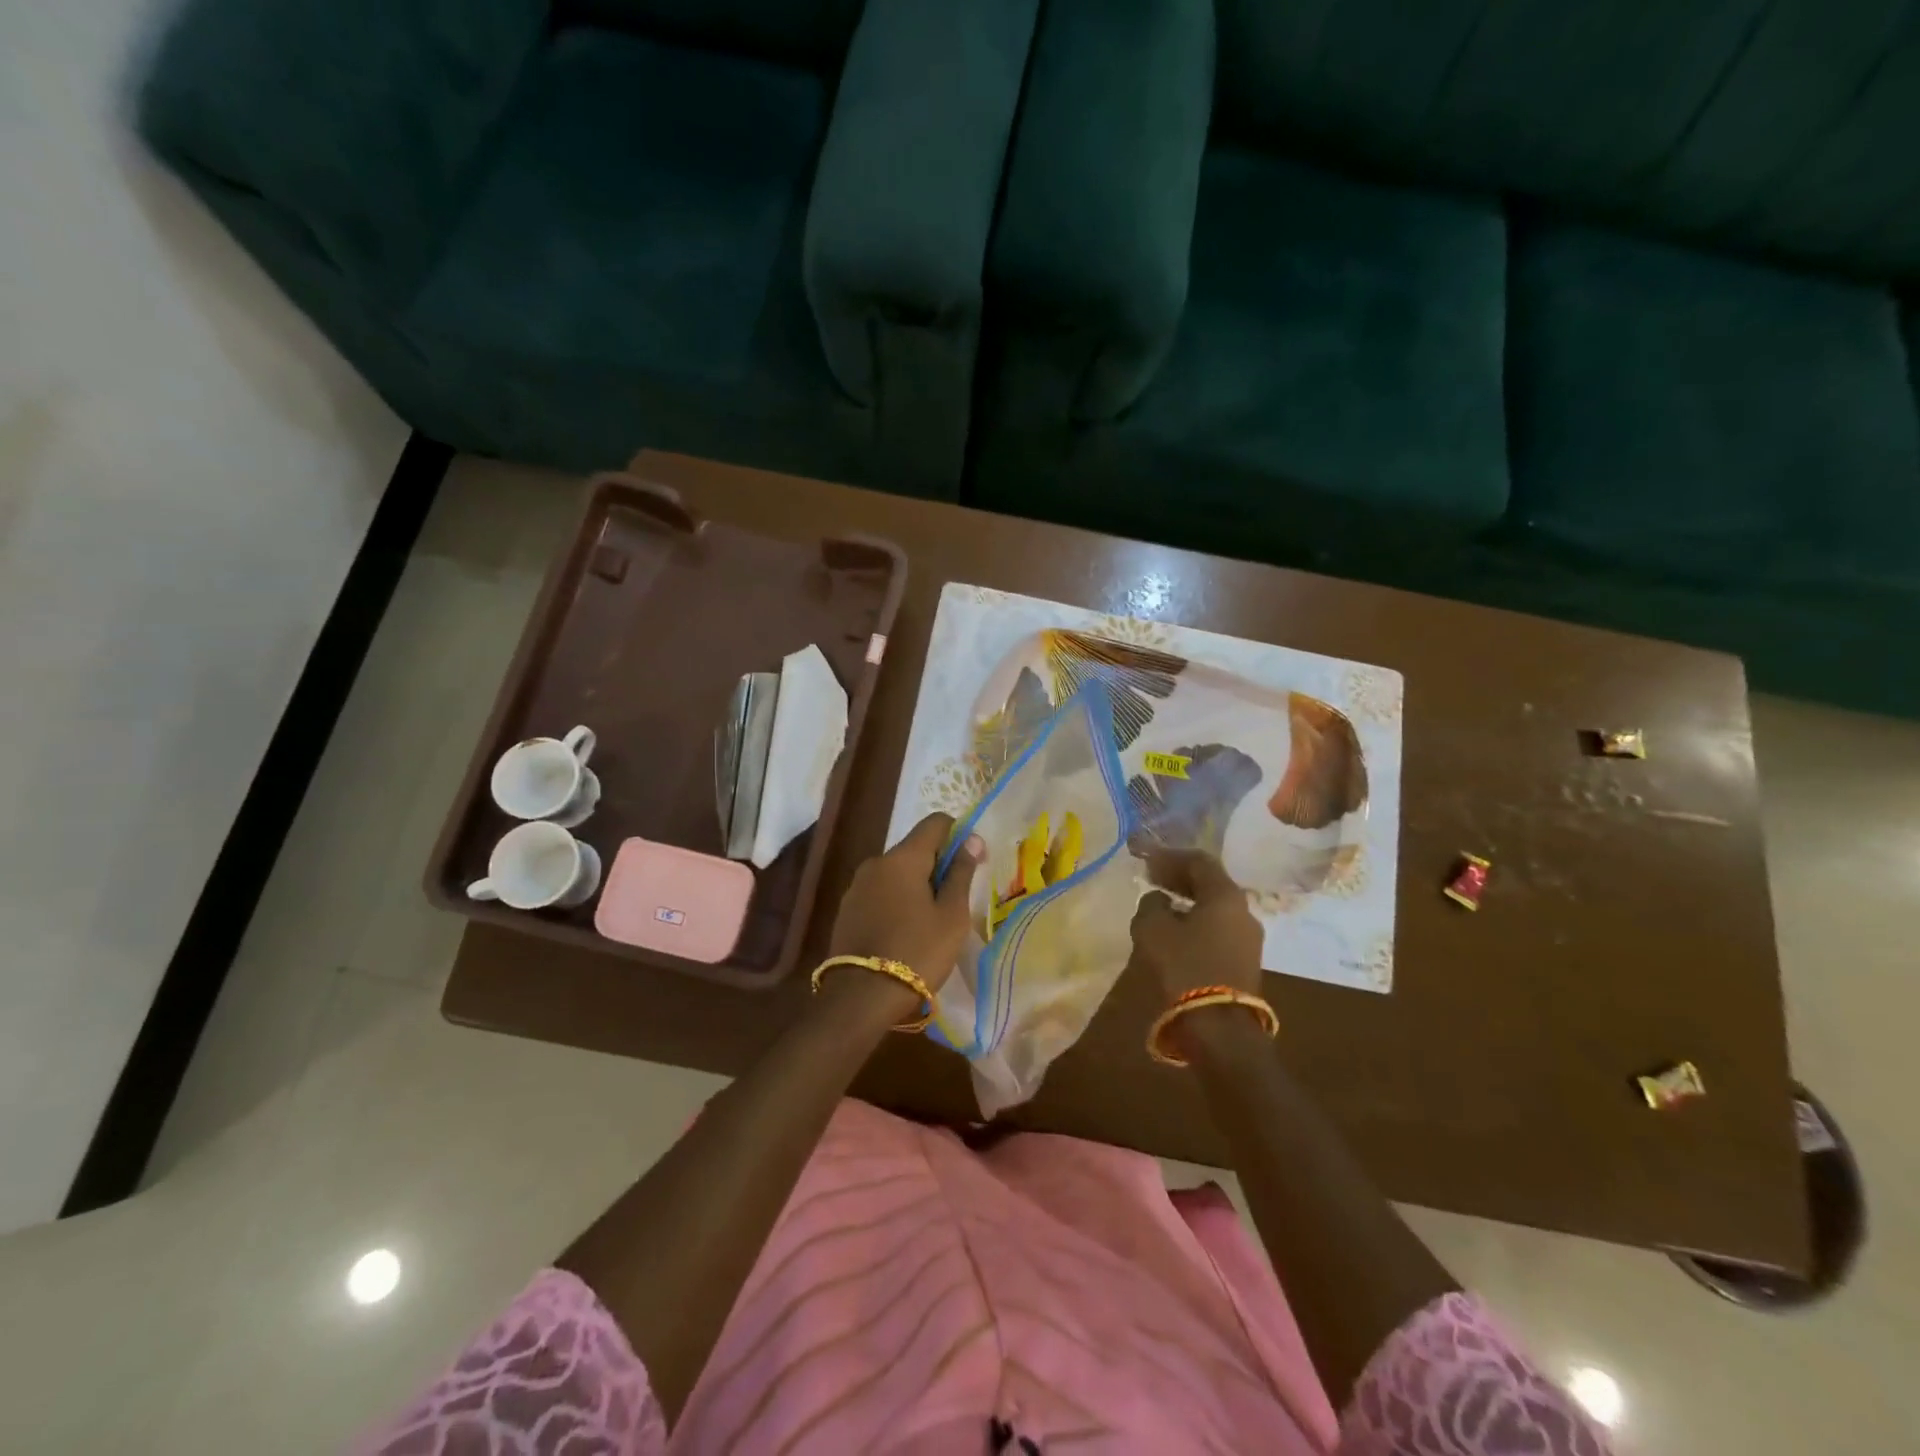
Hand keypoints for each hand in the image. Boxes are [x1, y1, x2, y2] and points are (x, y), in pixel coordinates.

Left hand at [829, 813, 983, 995]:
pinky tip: (905, 931)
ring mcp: (857, 886)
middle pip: (915, 848)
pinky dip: (897, 900)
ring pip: (896, 872)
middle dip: (937, 865)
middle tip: (955, 901)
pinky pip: (880, 892)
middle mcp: (876, 862)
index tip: (971, 861)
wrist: (861, 997)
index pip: (935, 823)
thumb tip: (972, 840)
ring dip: (916, 885)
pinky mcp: (847, 909)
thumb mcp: (951, 915)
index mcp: (903, 858)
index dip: (958, 834)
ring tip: (930, 921)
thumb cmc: (917, 952)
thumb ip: (961, 873)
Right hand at [1129, 850, 1263, 1001]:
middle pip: (1211, 883)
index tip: (1146, 861)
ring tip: (1161, 906)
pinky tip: (1176, 932)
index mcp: (1226, 895)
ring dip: (1188, 902)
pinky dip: (1196, 922)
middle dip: (1180, 878)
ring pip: (1215, 908)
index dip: (1170, 857)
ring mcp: (1248, 939)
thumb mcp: (1152, 928)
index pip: (1199, 861)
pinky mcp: (1245, 963)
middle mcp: (1244, 912)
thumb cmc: (1184, 967)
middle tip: (1152, 879)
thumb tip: (1158, 900)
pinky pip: (1218, 930)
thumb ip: (1151, 904)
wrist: (1220, 1029)